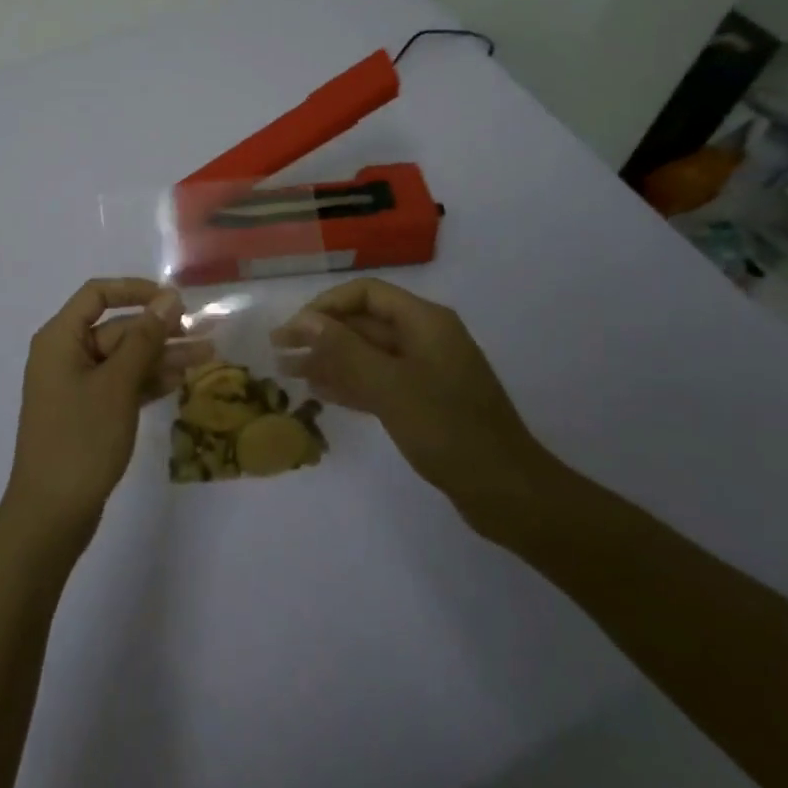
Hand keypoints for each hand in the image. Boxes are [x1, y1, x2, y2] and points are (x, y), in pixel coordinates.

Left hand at [3, 279, 210, 540]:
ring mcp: (76, 385)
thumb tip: (169, 298)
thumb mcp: (117, 385)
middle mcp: (65, 354)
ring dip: (161, 357)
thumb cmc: (81, 440)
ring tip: (207, 357)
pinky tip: (181, 380)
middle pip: (116, 328)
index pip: (98, 294)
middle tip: (203, 335)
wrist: (51, 516)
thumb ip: (144, 338)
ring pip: (124, 358)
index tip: (173, 300)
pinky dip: (148, 381)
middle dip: (159, 331)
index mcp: (60, 338)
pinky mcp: (88, 412)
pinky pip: (121, 384)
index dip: (136, 290)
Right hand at [272, 278, 557, 540]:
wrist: (507, 492)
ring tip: (289, 373)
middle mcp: (425, 337)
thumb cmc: (447, 429)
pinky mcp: (425, 401)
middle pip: (364, 323)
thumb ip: (343, 349)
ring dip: (330, 360)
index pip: (365, 294)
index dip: (326, 306)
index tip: (294, 329)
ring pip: (368, 354)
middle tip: (279, 352)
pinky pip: (379, 380)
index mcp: (424, 321)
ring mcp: (426, 371)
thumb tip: (304, 319)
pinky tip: (320, 392)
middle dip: (321, 335)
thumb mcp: (389, 386)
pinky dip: (350, 383)